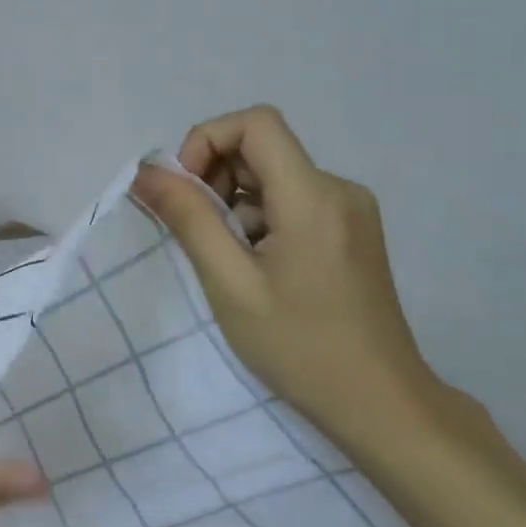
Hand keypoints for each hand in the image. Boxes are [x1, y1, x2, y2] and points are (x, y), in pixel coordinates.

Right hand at [133, 106, 447, 447]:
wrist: (380, 403)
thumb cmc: (299, 346)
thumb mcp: (230, 283)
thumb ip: (188, 218)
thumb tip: (145, 171)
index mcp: (314, 196)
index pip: (255, 123)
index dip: (206, 141)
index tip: (185, 192)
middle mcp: (339, 190)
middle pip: (262, 149)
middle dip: (214, 179)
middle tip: (196, 235)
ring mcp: (350, 212)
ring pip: (273, 178)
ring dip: (233, 205)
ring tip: (226, 262)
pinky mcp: (350, 233)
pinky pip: (291, 203)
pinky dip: (257, 221)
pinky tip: (254, 270)